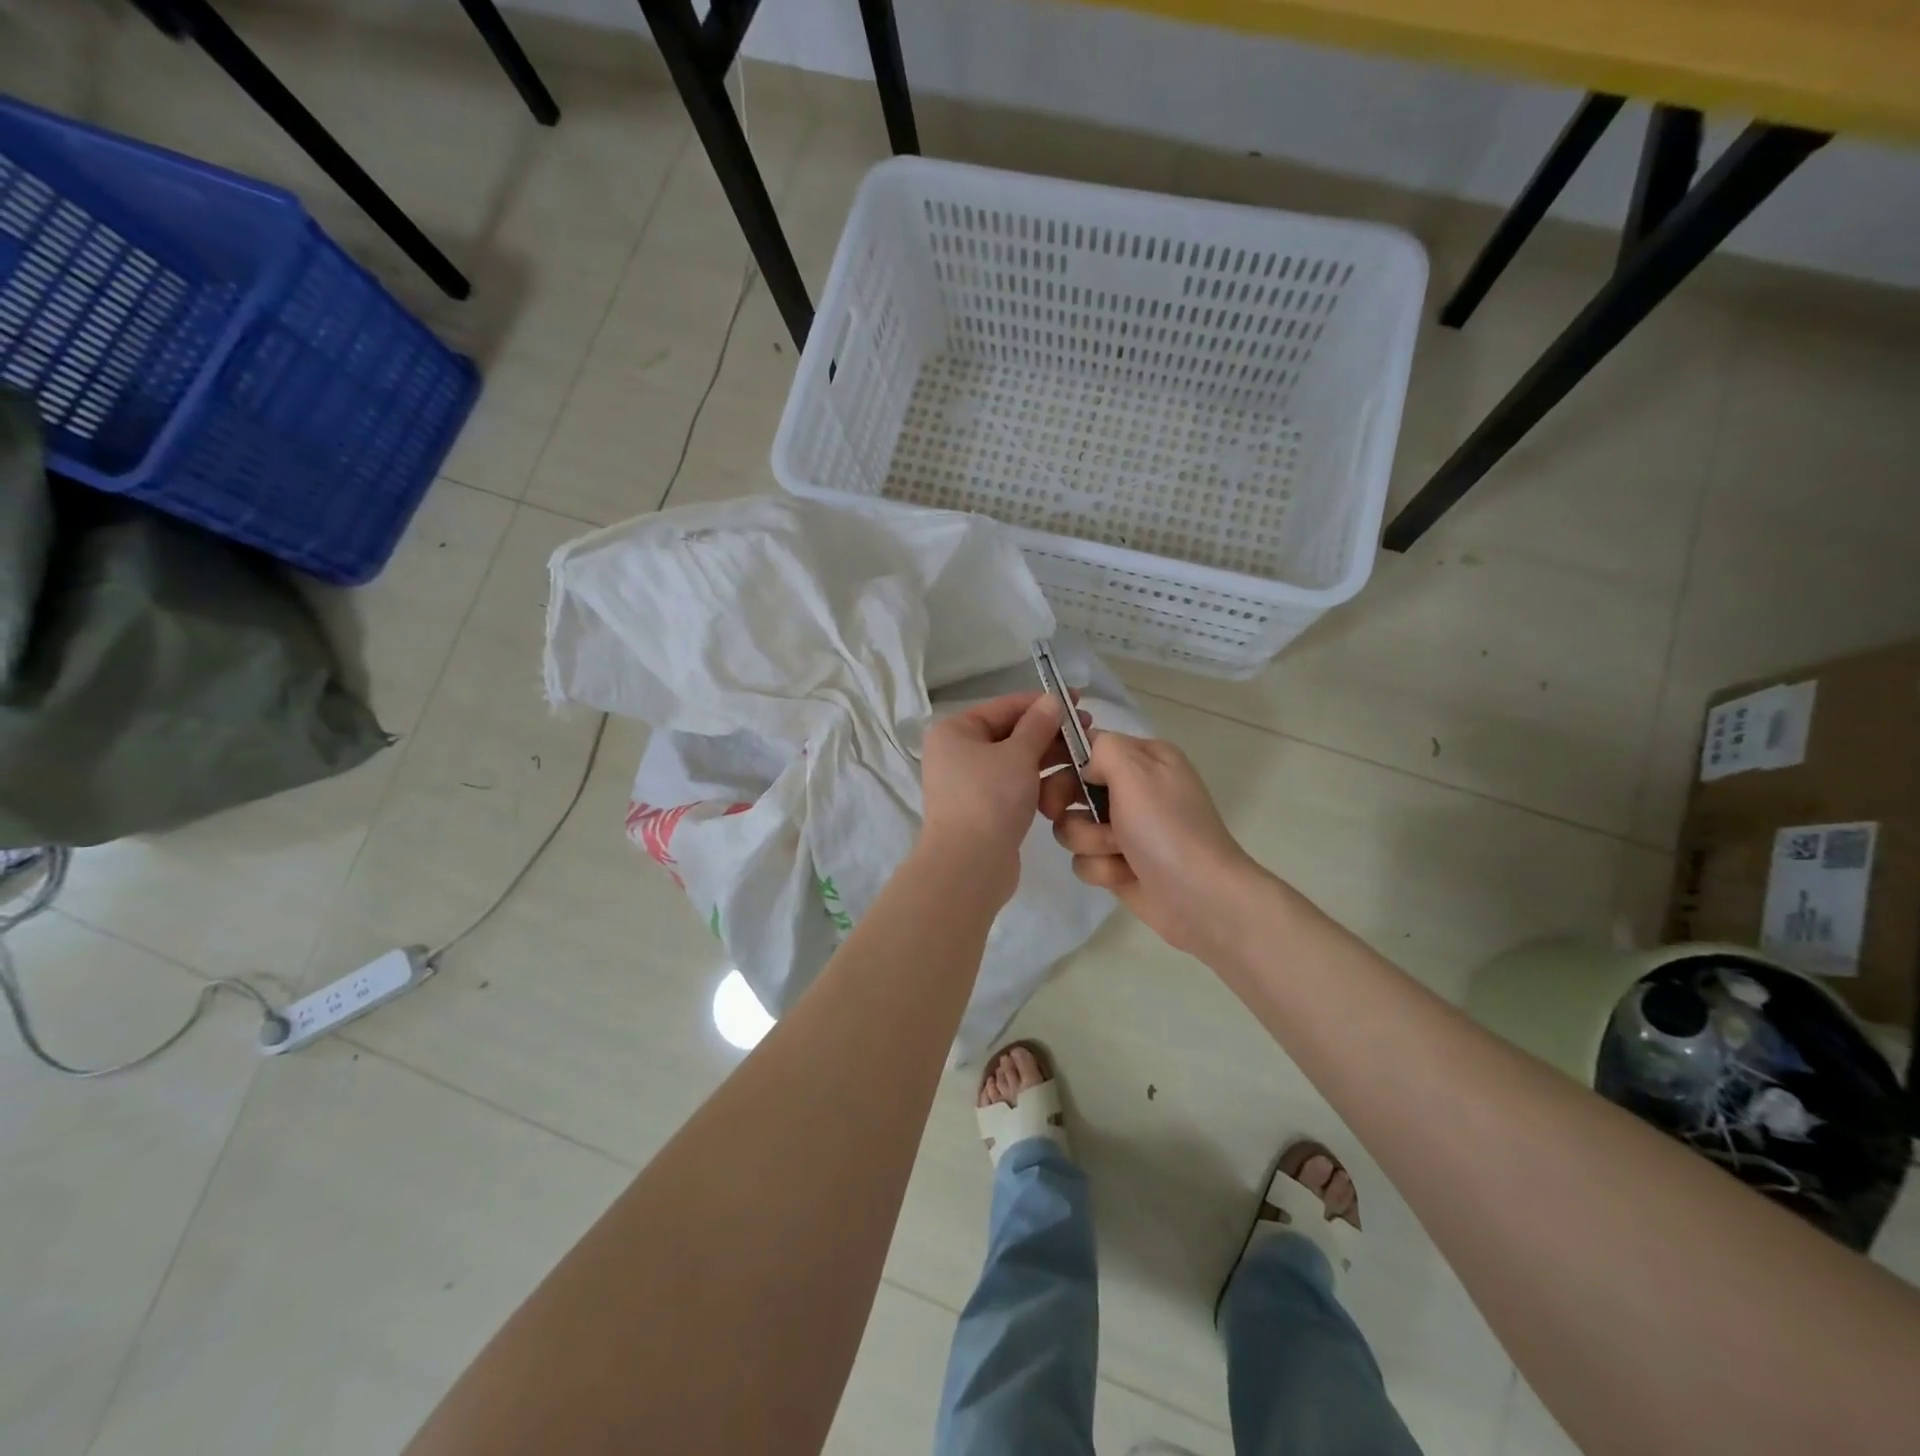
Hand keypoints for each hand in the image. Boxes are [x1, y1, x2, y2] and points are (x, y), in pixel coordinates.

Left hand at [918, 692, 1073, 905]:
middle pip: (1010, 734)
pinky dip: (1036, 783)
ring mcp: (968, 783)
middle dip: (1050, 734)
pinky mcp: (983, 809)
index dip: (1043, 702)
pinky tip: (1064, 786)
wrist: (969, 865)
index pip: (1005, 707)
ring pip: (1015, 762)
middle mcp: (957, 753)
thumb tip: (1052, 700)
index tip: (1079, 700)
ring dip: (1047, 759)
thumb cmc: (990, 798)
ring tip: (1084, 759)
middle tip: (1089, 733)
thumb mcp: (1018, 754)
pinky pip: (1013, 786)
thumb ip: (1038, 725)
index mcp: (955, 731)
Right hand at [1043, 730, 1267, 957]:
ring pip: (1073, 826)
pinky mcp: (1118, 865)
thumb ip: (1102, 748)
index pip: (1088, 743)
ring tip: (1118, 851)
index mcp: (1144, 758)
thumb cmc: (1167, 828)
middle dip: (1067, 801)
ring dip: (1089, 840)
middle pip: (1071, 785)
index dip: (1060, 755)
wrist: (1201, 898)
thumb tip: (1085, 766)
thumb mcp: (1136, 771)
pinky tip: (1125, 875)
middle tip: (1058, 810)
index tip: (1040, 768)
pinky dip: (1102, 869)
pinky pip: (1085, 860)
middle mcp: (1134, 789)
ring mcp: (1125, 829)